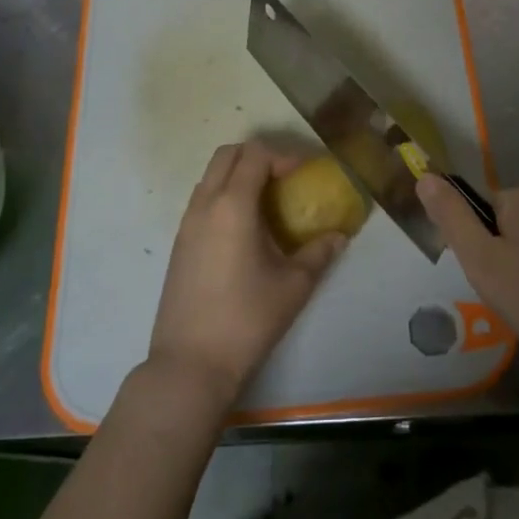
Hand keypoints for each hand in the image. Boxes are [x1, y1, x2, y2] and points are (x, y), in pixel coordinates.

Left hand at [149, 142, 345, 411]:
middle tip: (285, 178)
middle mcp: (205, 205)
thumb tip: (339, 236)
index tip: (304, 174)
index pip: (255, 155)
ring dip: (238, 175)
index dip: (283, 155)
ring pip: (210, 176)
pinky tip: (245, 229)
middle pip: (227, 154)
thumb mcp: (294, 286)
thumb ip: (319, 253)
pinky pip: (202, 200)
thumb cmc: (246, 319)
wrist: (190, 364)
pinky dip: (224, 195)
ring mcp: (186, 224)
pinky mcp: (179, 244)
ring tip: (267, 202)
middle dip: (258, 156)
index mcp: (232, 205)